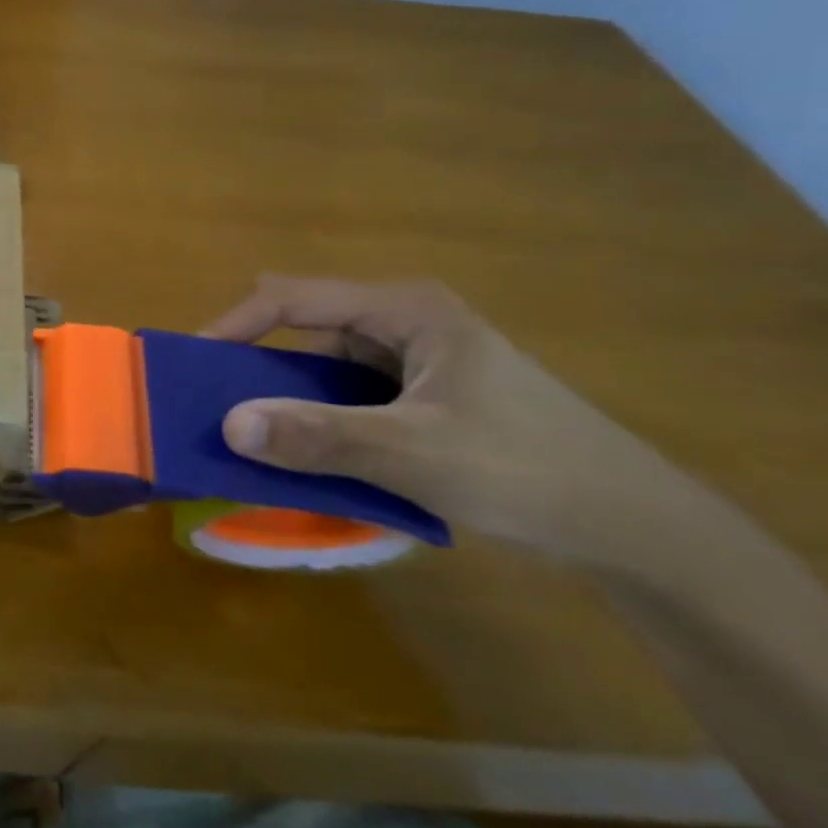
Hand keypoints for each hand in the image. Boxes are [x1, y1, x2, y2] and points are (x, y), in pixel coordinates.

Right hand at [202, 277, 711, 572]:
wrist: (635, 528)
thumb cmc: (526, 470)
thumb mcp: (414, 453)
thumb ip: (319, 437)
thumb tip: (228, 425)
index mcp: (403, 309)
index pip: (291, 298)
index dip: (234, 325)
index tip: (192, 363)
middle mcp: (403, 321)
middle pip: (303, 327)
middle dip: (254, 363)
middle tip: (215, 403)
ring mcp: (414, 357)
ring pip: (323, 365)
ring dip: (286, 396)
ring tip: (249, 432)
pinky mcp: (421, 393)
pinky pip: (346, 394)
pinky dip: (317, 417)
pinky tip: (306, 451)